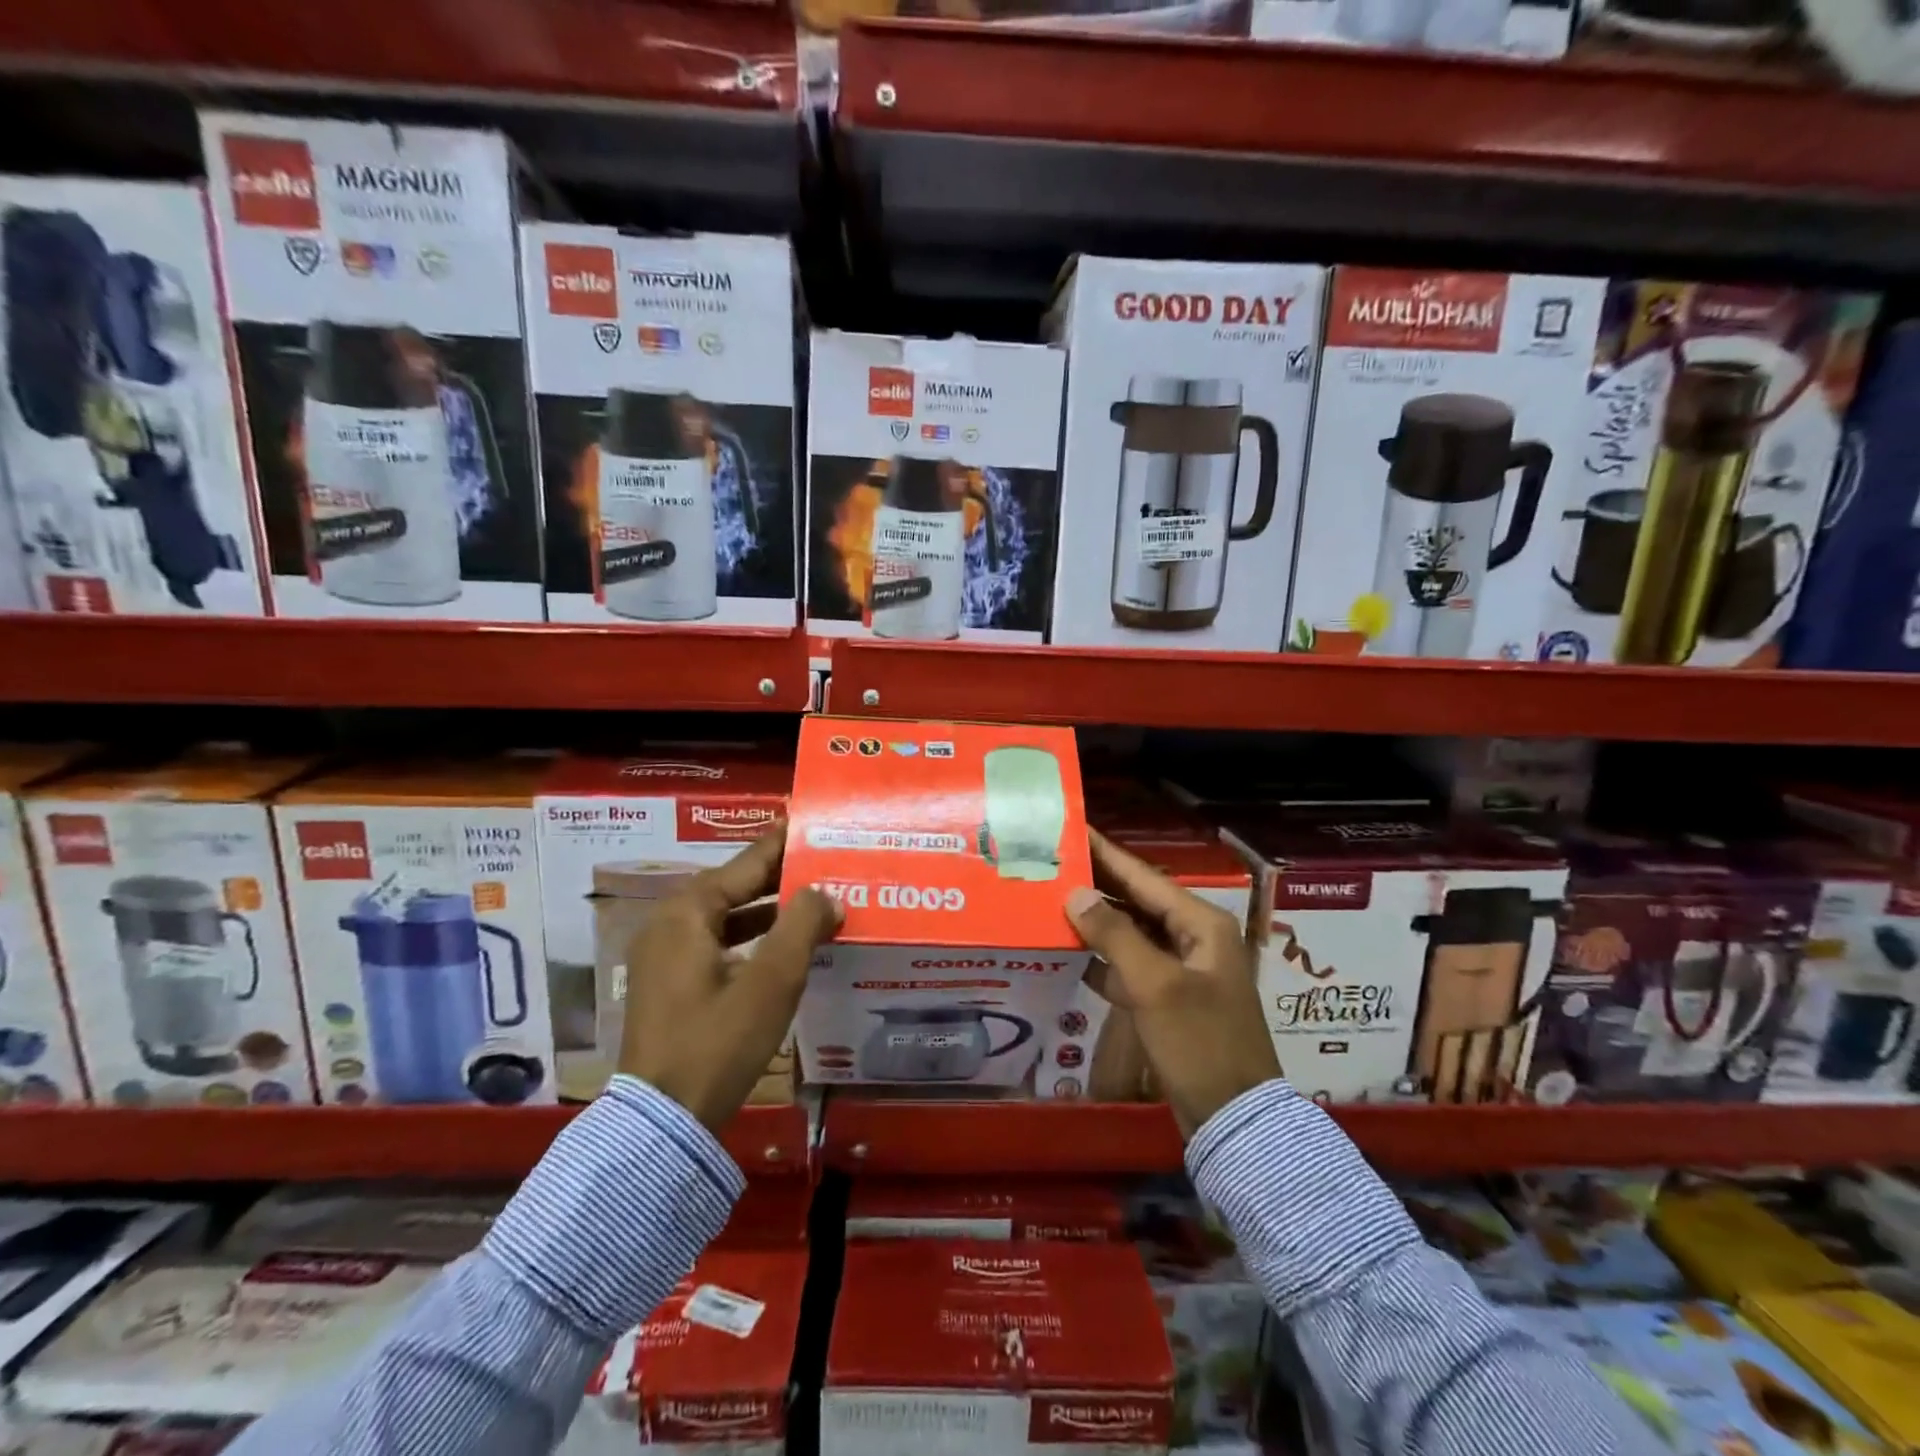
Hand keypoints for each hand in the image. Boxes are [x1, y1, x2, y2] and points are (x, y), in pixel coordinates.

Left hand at [619, 825, 840, 1130]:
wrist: (661, 1122)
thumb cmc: (717, 1042)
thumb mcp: (771, 982)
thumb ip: (802, 926)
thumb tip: (826, 892)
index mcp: (688, 911)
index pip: (747, 862)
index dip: (783, 843)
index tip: (813, 823)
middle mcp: (670, 923)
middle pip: (735, 886)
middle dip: (781, 877)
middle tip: (825, 864)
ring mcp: (665, 955)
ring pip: (728, 916)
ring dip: (770, 910)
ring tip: (816, 901)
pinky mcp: (670, 984)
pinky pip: (718, 942)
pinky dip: (752, 938)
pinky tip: (785, 946)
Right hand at [1065, 828, 1279, 1137]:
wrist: (1233, 1120)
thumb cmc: (1199, 1043)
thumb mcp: (1155, 986)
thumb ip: (1114, 936)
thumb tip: (1076, 894)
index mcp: (1201, 924)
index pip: (1144, 876)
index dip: (1106, 853)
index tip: (1073, 829)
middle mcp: (1193, 938)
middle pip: (1136, 901)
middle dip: (1096, 885)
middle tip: (1051, 864)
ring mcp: (1182, 970)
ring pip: (1131, 934)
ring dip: (1095, 922)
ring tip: (1050, 901)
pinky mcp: (1168, 999)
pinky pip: (1130, 966)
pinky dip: (1102, 959)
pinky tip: (1068, 952)